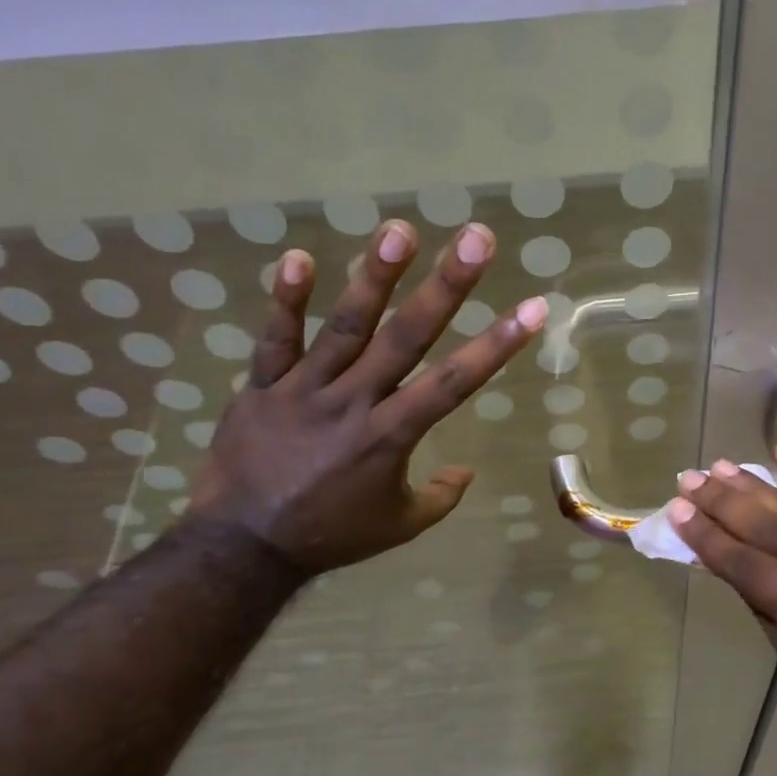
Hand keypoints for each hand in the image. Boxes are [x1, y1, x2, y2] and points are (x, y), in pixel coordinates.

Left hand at [188, 220, 545, 575]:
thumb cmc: (331, 535)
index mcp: (391, 437)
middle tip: (476, 238)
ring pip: (345, 327)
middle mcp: (354, 403)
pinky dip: (285, 300)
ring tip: (400, 230)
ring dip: (374, 277)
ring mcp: (305, 390)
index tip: (531, 309)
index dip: (496, 345)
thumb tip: (466, 472)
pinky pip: (274, 340)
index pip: (454, 384)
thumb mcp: (398, 526)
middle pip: (406, 338)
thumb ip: (439, 498)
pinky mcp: (263, 386)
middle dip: (446, 287)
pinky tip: (300, 256)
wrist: (244, 545)